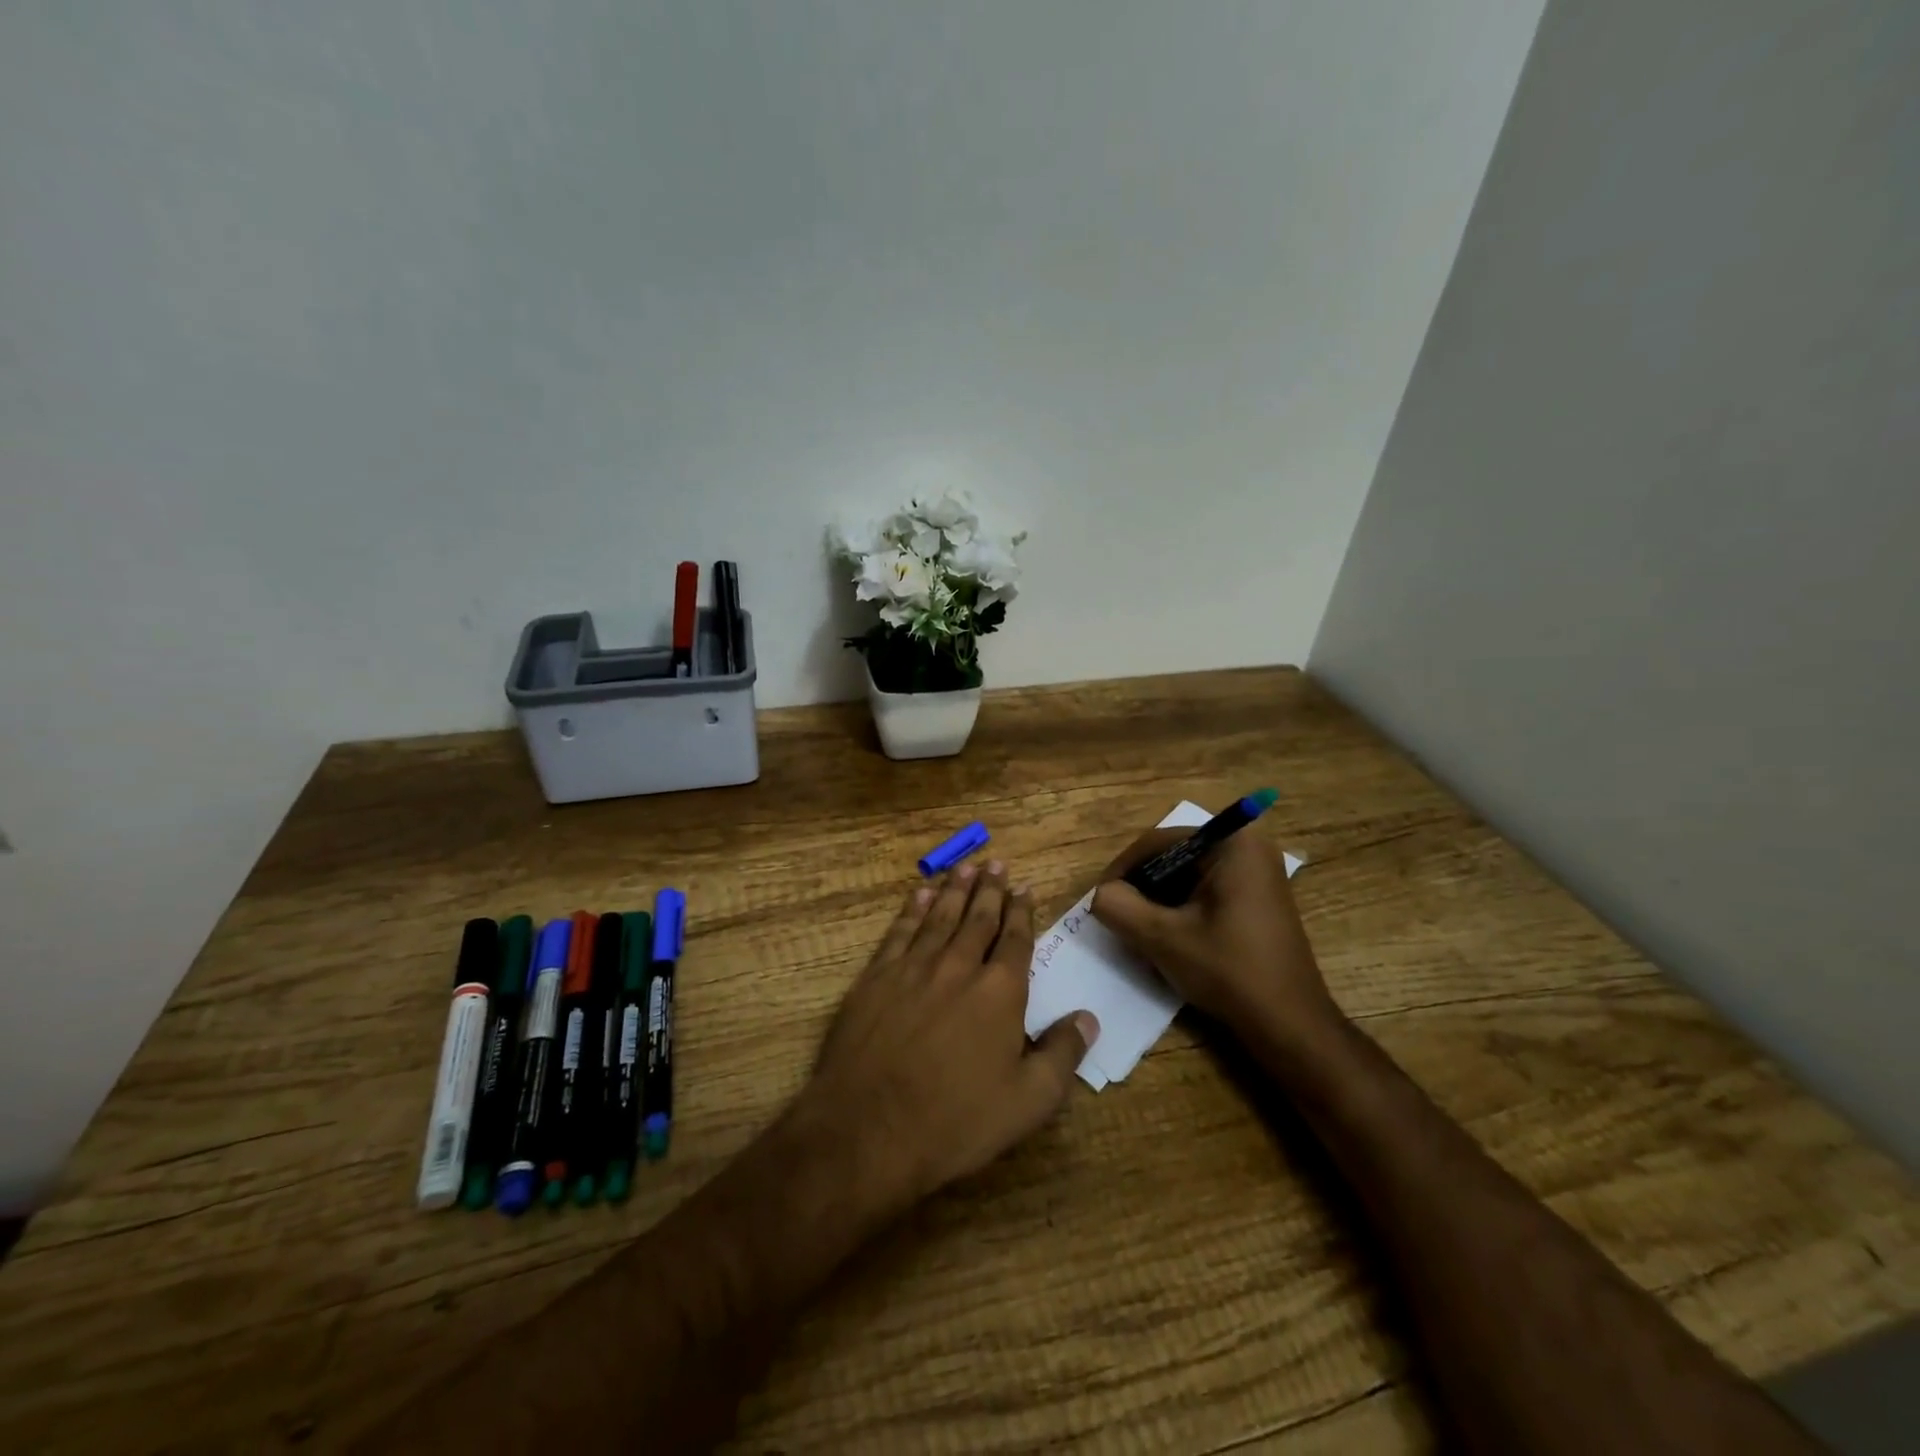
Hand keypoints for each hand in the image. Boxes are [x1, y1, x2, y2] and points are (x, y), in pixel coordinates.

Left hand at [801, 861, 1097, 1213]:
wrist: (869, 1129)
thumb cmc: (956, 1120)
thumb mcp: (1028, 1101)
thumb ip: (1062, 1054)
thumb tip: (1088, 1017)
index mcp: (1000, 992)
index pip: (1015, 940)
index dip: (1022, 912)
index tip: (1025, 888)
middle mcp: (958, 966)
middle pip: (978, 919)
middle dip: (990, 890)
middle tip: (996, 863)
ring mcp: (913, 968)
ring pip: (939, 917)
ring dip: (954, 890)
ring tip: (965, 867)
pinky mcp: (876, 977)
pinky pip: (900, 932)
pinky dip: (911, 910)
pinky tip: (918, 895)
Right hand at [1091, 828, 1339, 1052]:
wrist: (1290, 1025)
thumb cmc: (1229, 971)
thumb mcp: (1162, 938)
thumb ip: (1119, 906)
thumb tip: (1101, 895)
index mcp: (1232, 843)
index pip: (1159, 843)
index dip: (1123, 870)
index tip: (1100, 900)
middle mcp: (1249, 846)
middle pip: (1174, 857)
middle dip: (1142, 886)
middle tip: (1118, 916)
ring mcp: (1258, 872)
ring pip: (1188, 876)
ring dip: (1159, 900)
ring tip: (1138, 930)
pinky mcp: (1258, 898)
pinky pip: (1207, 890)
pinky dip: (1182, 909)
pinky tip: (1169, 937)